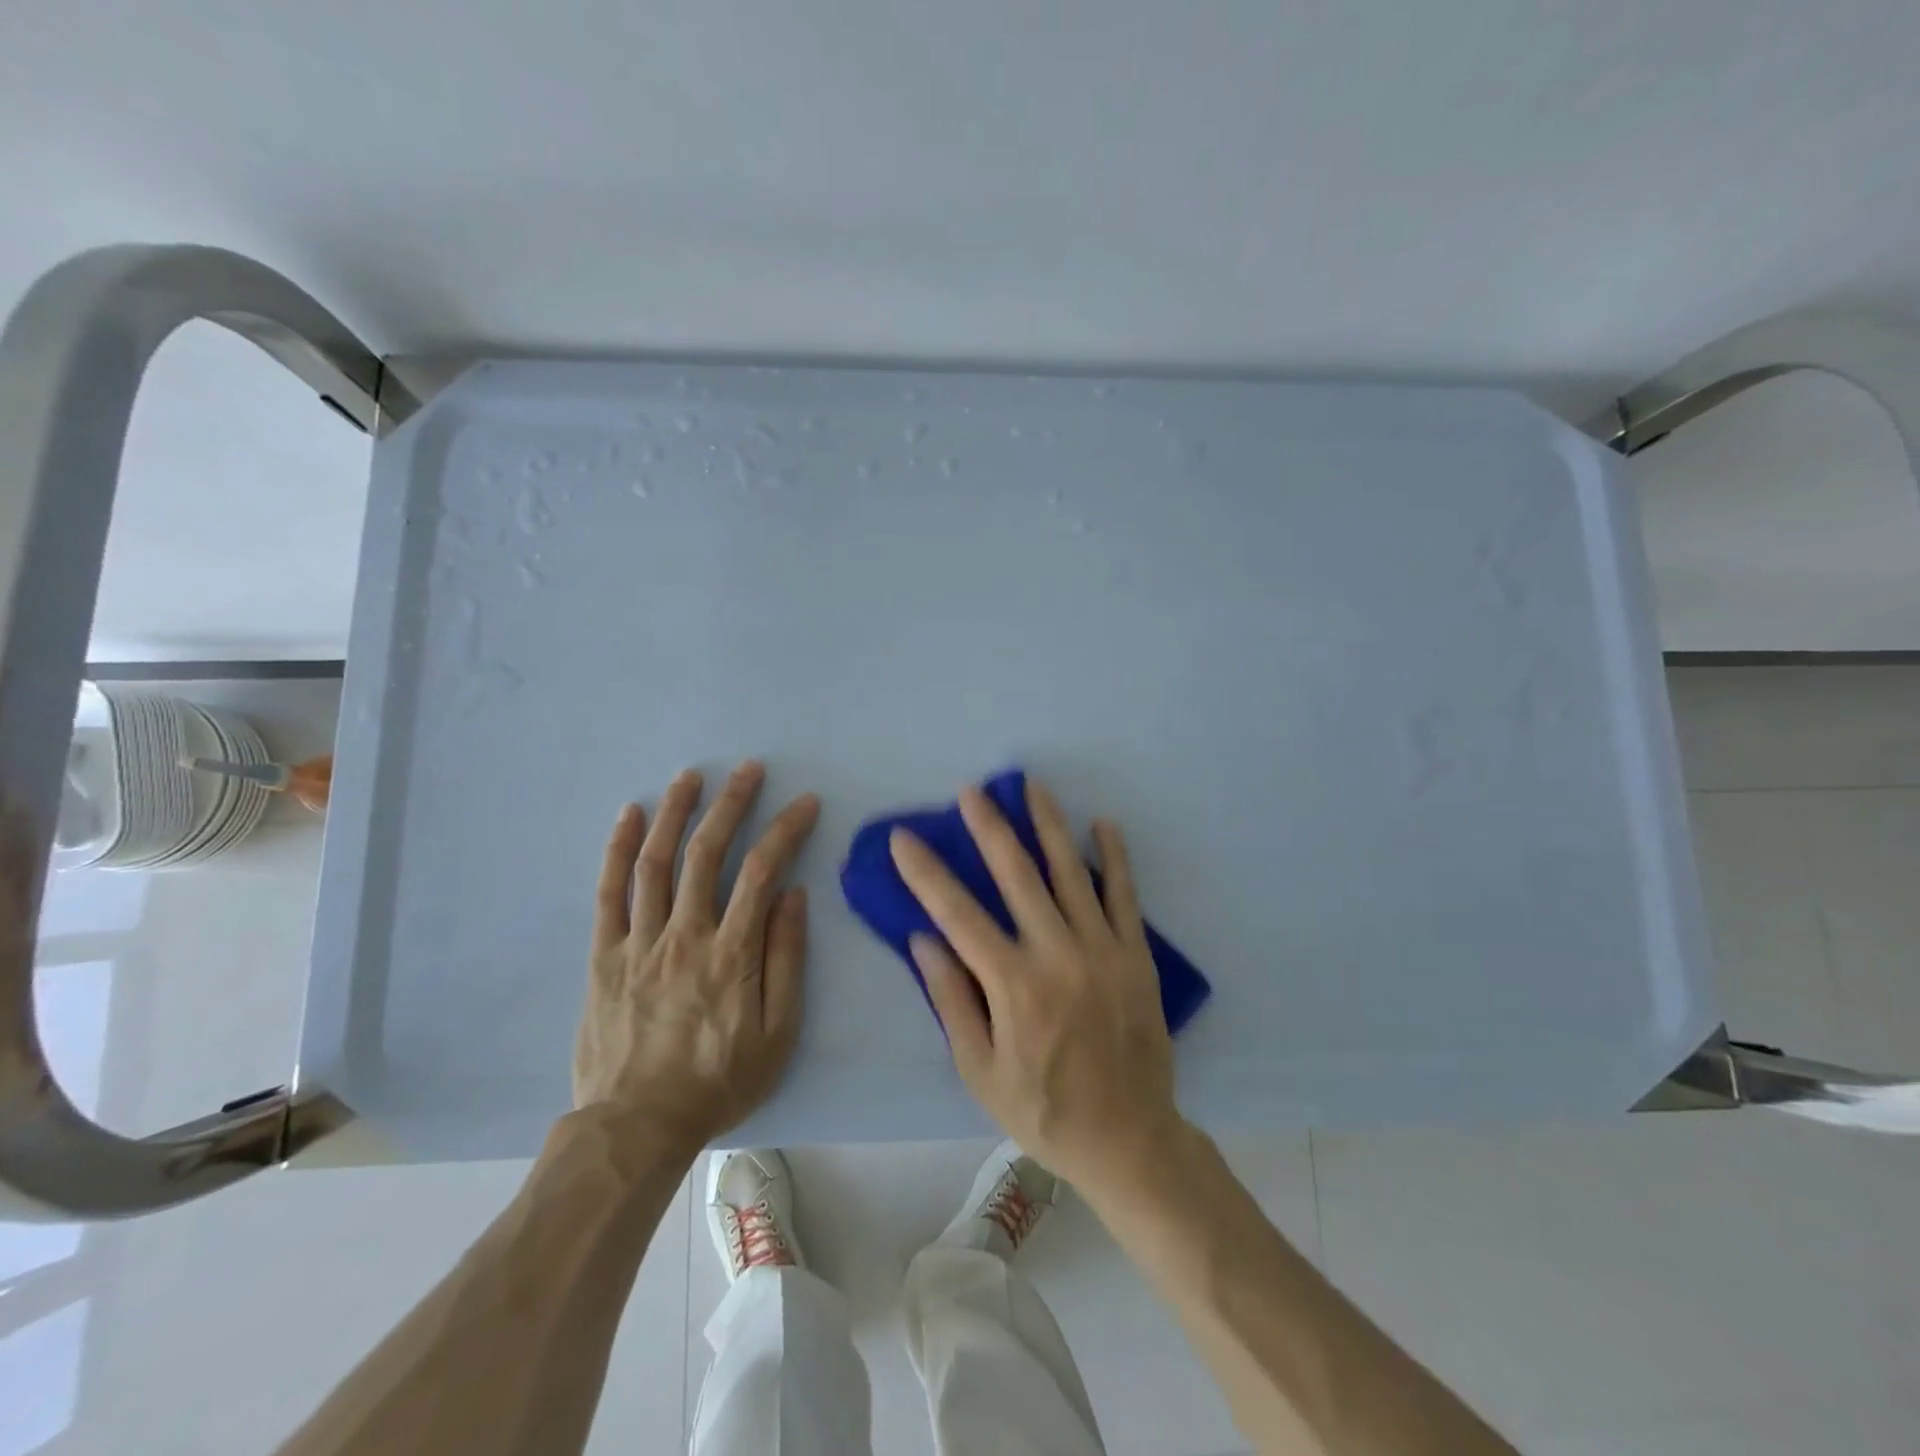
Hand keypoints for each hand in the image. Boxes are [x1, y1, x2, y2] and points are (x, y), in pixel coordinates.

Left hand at [574, 761, 820, 1149]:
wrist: (636, 1126)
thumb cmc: (718, 1081)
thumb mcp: (777, 1032)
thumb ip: (786, 959)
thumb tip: (793, 895)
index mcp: (731, 952)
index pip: (763, 871)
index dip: (786, 829)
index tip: (805, 802)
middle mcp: (685, 934)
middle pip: (708, 853)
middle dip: (731, 803)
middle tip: (748, 769)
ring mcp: (640, 941)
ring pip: (657, 862)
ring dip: (675, 813)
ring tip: (690, 776)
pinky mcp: (605, 955)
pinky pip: (610, 893)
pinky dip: (619, 850)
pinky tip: (629, 815)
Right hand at [889, 778, 1183, 1190]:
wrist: (1129, 1139)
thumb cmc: (1043, 1110)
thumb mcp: (980, 1072)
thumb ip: (952, 1001)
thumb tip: (923, 939)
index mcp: (1014, 985)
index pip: (958, 914)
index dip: (926, 872)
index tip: (904, 838)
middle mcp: (1058, 955)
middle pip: (1018, 876)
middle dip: (990, 828)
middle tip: (971, 791)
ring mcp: (1103, 950)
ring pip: (1071, 872)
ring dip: (1048, 825)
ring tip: (1031, 786)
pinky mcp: (1137, 955)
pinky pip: (1125, 895)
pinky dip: (1115, 857)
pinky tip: (1103, 824)